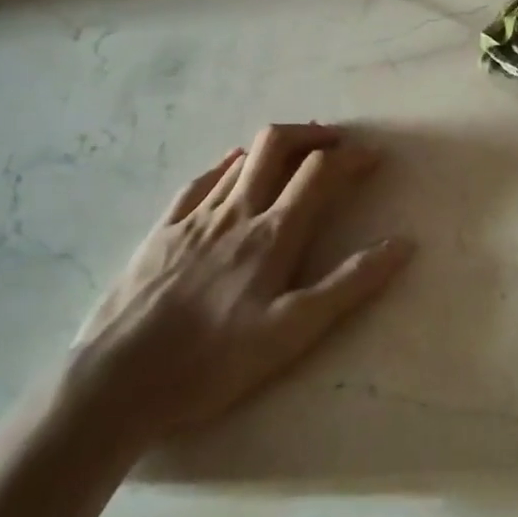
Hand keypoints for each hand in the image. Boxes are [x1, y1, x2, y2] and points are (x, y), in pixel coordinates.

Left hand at [62, 123, 411, 451]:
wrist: (116, 382)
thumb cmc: (212, 361)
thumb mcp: (293, 332)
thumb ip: (349, 285)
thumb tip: (401, 244)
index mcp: (273, 234)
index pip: (320, 173)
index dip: (351, 157)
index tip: (373, 157)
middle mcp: (236, 212)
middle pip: (276, 145)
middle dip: (311, 134)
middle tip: (335, 141)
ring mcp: (194, 218)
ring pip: (240, 159)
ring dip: (274, 147)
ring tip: (294, 154)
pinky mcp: (161, 231)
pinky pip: (200, 181)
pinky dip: (227, 165)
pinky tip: (231, 168)